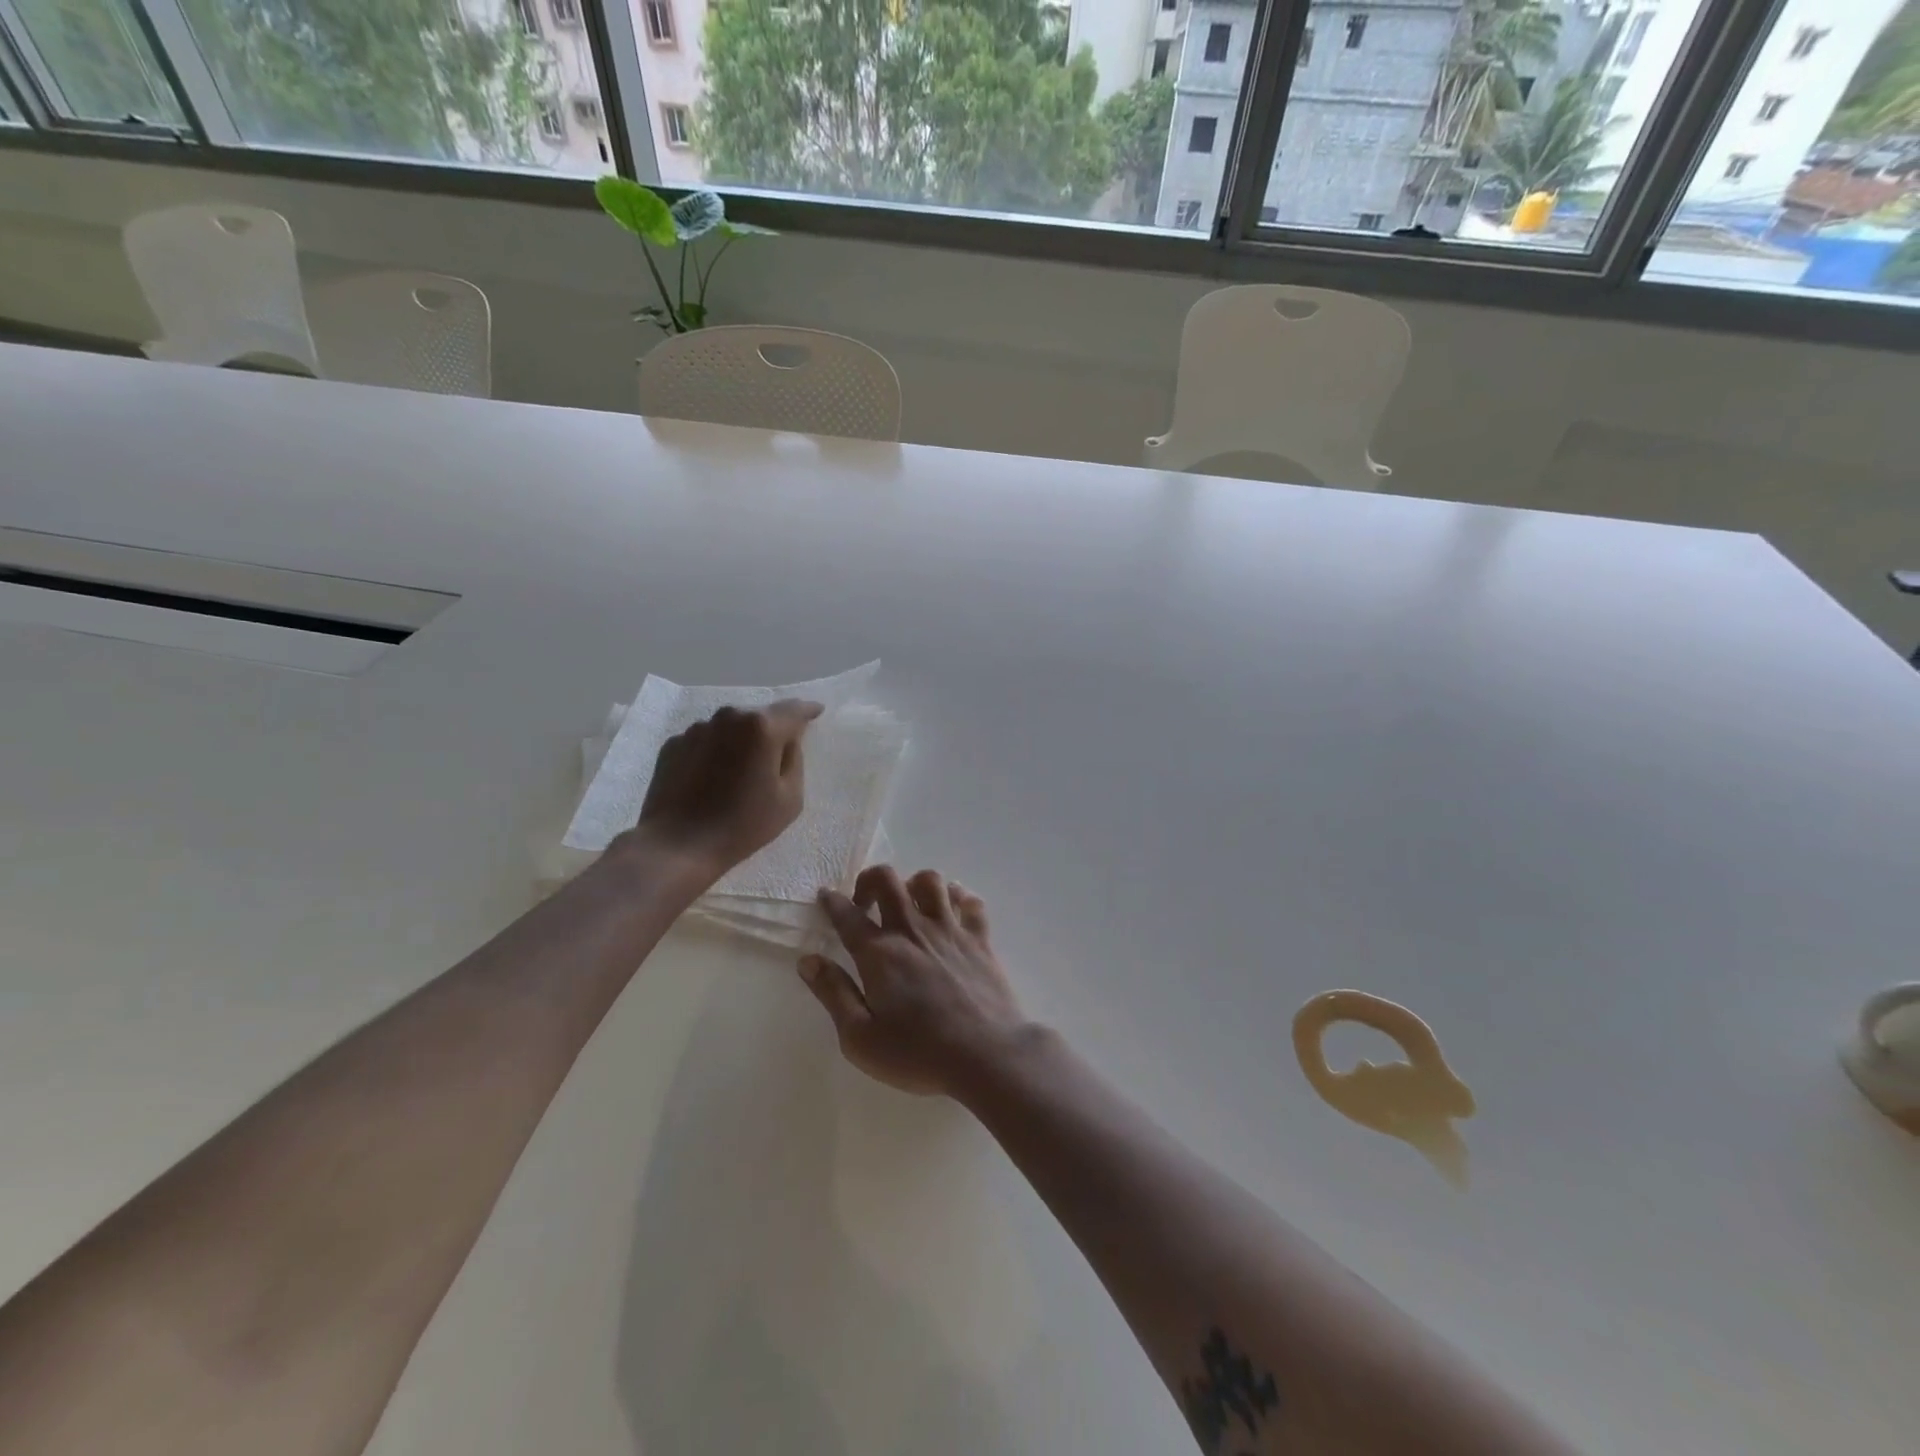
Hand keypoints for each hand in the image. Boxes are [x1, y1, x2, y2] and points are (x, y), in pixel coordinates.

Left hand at [633, 700, 821, 872]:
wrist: (677, 846)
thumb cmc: (742, 825)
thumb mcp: (790, 798)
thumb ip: (795, 760)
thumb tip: (787, 741)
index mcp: (762, 727)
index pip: (793, 710)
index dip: (808, 710)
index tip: (816, 711)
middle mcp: (728, 717)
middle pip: (759, 717)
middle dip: (771, 730)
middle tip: (777, 754)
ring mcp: (696, 729)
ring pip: (730, 728)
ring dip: (741, 741)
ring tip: (741, 771)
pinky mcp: (673, 744)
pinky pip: (706, 741)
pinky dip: (715, 752)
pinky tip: (713, 778)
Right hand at [801, 867, 1031, 1096]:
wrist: (987, 1054)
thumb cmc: (918, 1053)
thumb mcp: (860, 1038)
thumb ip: (833, 994)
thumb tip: (808, 960)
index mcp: (879, 953)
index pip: (848, 915)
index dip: (832, 902)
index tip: (826, 896)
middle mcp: (912, 930)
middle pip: (888, 880)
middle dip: (870, 880)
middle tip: (866, 902)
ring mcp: (949, 930)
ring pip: (930, 881)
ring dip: (914, 884)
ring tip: (909, 904)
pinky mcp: (980, 938)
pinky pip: (969, 901)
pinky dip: (958, 897)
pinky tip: (952, 908)